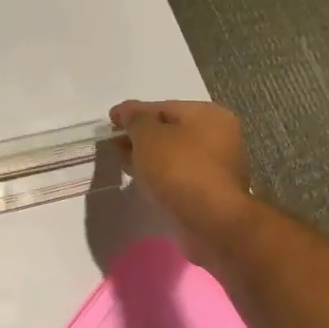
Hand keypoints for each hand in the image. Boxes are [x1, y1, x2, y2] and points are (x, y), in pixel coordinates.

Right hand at [109, 100, 255, 265]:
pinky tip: (143, 181)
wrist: (210, 220)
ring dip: (149, 157)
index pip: (163, 106)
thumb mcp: (148, 136)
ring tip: (124, 163)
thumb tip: (126, 112)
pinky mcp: (211, 190)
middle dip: (140, 136)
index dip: (133, 112)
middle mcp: (219, 135)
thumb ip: (134, 119)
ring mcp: (217, 165)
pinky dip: (161, 175)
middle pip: (170, 130)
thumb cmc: (179, 169)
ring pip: (174, 154)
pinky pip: (179, 175)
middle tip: (114, 145)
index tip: (109, 121)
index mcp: (208, 114)